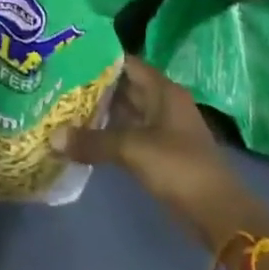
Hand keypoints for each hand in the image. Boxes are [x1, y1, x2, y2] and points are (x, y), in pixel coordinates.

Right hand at [52, 57, 268, 253]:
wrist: (217, 211)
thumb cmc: (178, 167)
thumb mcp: (133, 149)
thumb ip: (93, 142)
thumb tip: (51, 137)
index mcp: (163, 91)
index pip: (127, 63)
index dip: (99, 59)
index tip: (68, 58)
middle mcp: (163, 103)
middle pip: (125, 87)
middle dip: (94, 87)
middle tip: (58, 84)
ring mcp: (163, 128)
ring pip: (126, 112)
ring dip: (100, 112)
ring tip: (63, 108)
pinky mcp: (160, 152)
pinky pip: (129, 134)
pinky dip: (109, 134)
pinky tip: (84, 138)